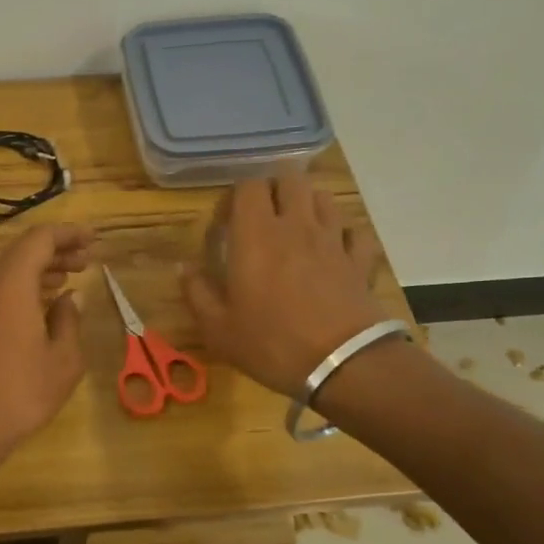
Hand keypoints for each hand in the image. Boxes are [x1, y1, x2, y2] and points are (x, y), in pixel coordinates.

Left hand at [0, 222, 93, 462]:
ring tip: (70, 279)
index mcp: (11, 283)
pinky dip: (25, 289)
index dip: (68, 234)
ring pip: (9, 272)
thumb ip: (69, 321)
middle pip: (22, 252)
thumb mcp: (63, 359)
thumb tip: (71, 299)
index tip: (93, 240)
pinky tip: (44, 308)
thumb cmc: (20, 390)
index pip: (39, 239)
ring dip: (40, 270)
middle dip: (56, 250)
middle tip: (86, 261)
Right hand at [182, 169, 384, 398]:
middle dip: (273, 189)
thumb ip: (197, 292)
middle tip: (262, 218)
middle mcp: (296, 225)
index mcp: (256, 235)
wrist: (342, 365)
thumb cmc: (271, 344)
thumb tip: (184, 267)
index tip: (226, 223)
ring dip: (307, 205)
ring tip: (296, 230)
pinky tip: (334, 251)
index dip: (234, 196)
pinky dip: (343, 235)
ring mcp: (333, 240)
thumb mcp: (218, 328)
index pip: (247, 185)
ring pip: (323, 198)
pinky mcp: (359, 260)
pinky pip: (354, 232)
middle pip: (290, 178)